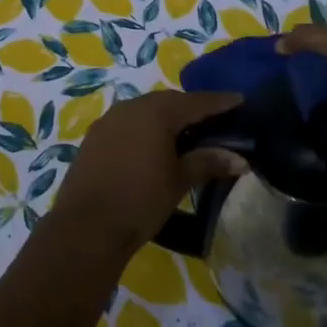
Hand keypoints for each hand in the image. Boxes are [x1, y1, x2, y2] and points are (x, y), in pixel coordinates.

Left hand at [48, 90, 243, 261]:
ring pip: (146, 110)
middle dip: (192, 108)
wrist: (86, 225)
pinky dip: (146, 128)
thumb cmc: (140, 200)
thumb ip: (208, 162)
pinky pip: (128, 122)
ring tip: (187, 131)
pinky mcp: (95, 136)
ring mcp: (109, 120)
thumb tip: (240, 159)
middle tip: (215, 118)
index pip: (195, 102)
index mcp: (156, 112)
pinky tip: (154, 144)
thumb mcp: (179, 181)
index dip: (220, 102)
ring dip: (167, 117)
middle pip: (169, 101)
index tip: (240, 100)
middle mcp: (131, 107)